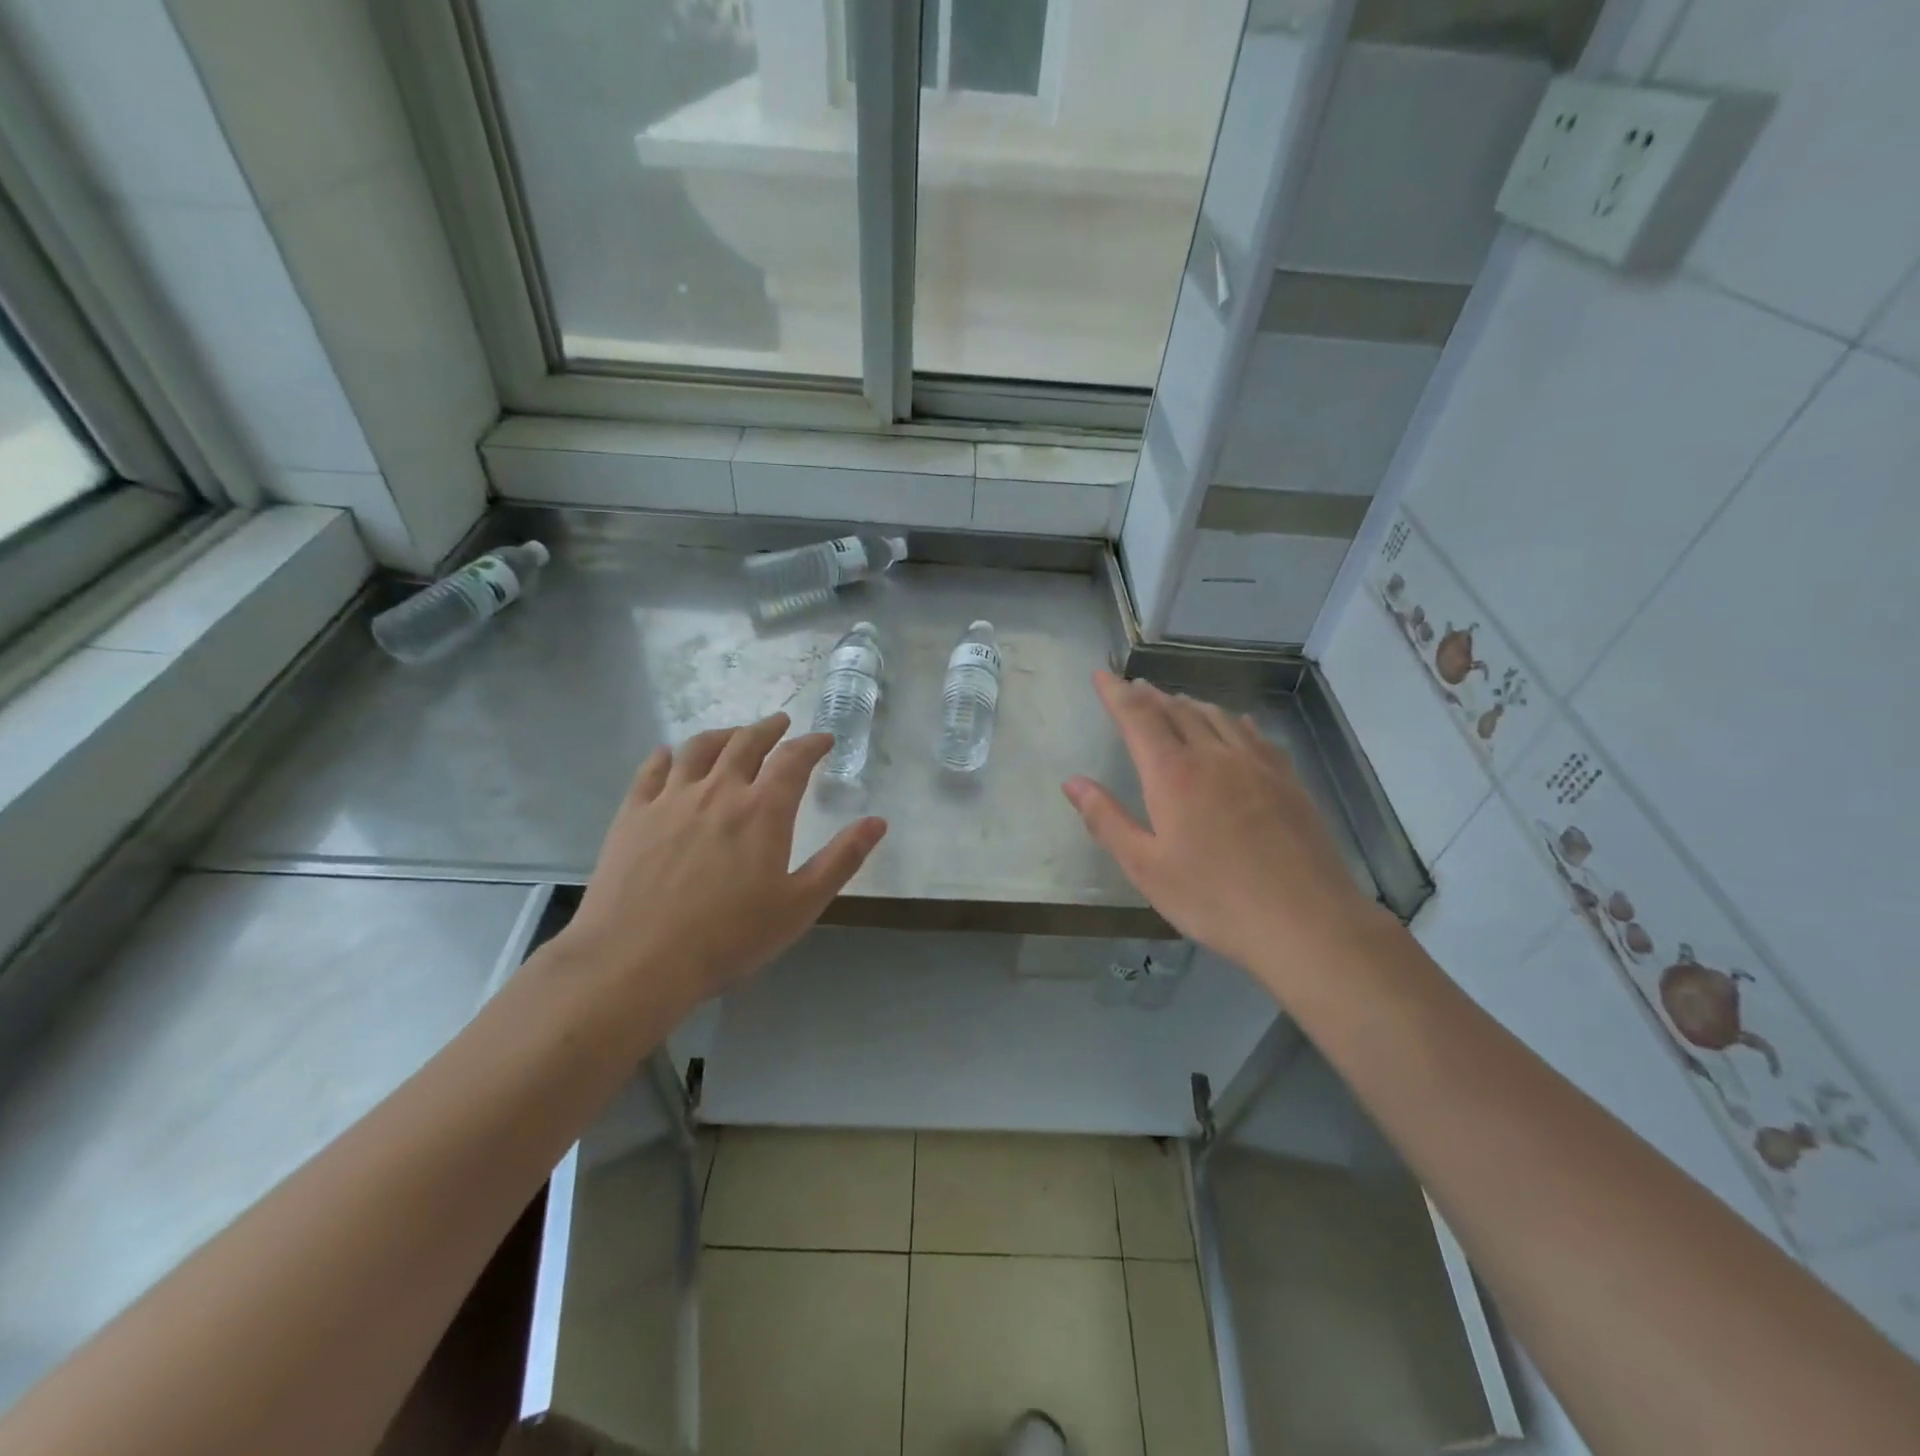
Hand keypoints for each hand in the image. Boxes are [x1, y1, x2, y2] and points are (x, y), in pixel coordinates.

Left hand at [556, 714, 886, 1017]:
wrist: (637, 960)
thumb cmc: (729, 937)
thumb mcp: (801, 905)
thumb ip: (842, 859)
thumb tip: (878, 821)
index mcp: (763, 810)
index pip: (794, 760)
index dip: (812, 744)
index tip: (823, 739)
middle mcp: (719, 790)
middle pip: (747, 742)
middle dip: (770, 728)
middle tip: (782, 723)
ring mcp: (671, 798)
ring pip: (700, 748)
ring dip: (724, 734)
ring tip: (734, 734)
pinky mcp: (634, 813)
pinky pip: (652, 769)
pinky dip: (669, 755)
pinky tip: (672, 756)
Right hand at [1063, 672, 1381, 985]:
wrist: (1307, 921)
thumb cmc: (1214, 899)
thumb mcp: (1146, 868)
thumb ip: (1106, 820)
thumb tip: (1072, 782)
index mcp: (1173, 774)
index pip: (1137, 717)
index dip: (1115, 692)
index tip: (1100, 673)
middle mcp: (1213, 755)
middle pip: (1176, 710)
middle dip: (1149, 695)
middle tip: (1132, 688)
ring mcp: (1256, 764)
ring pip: (1215, 716)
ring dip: (1187, 703)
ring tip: (1173, 701)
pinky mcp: (1287, 779)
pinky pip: (1252, 734)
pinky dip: (1230, 720)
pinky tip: (1233, 725)